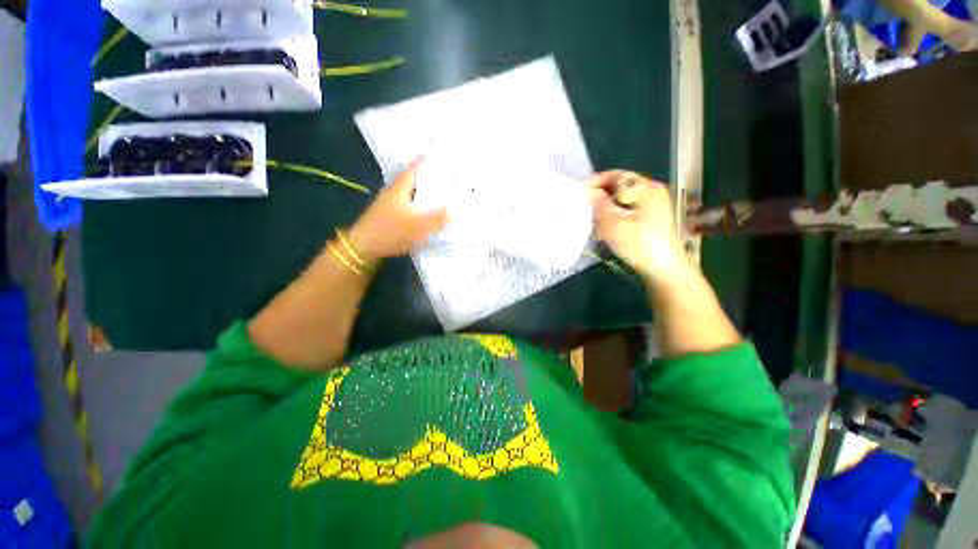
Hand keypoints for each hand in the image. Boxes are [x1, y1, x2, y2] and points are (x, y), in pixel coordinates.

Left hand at [348, 160, 447, 262]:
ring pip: (411, 192)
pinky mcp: (389, 215)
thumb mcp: (418, 226)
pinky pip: (409, 204)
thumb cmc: (391, 232)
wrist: (364, 247)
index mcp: (400, 188)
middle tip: (447, 176)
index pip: (415, 168)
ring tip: (441, 193)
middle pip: (413, 179)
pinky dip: (419, 204)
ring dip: (424, 191)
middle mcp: (394, 191)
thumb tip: (458, 211)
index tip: (441, 156)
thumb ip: (439, 219)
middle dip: (429, 176)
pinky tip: (427, 212)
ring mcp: (390, 204)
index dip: (427, 161)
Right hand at [588, 171, 689, 284]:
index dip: (595, 182)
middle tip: (585, 208)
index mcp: (645, 187)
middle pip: (620, 187)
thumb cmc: (638, 243)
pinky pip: (628, 211)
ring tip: (593, 220)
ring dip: (606, 208)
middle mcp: (651, 192)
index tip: (579, 194)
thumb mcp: (613, 222)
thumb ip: (599, 204)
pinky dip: (615, 216)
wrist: (664, 269)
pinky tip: (606, 228)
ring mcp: (653, 206)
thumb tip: (588, 191)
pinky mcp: (651, 219)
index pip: (615, 176)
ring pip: (622, 200)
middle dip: (600, 196)